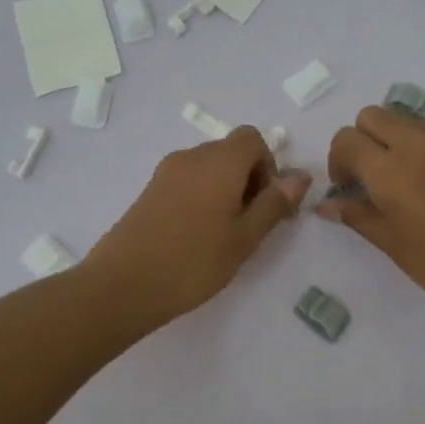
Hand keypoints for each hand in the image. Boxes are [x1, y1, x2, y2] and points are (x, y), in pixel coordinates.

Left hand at [86, 127, 309, 321]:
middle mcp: (192, 156)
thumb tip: (301, 176)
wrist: (124, 284)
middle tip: (252, 225)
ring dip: (226, 190)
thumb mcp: (244, 237)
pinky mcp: (150, 189)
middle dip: (250, 180)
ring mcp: (166, 172)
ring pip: (209, 168)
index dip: (268, 167)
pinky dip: (203, 196)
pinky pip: (188, 180)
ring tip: (225, 235)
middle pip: (231, 152)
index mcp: (220, 161)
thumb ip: (274, 203)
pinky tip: (197, 235)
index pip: (253, 139)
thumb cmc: (194, 261)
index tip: (268, 205)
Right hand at [319, 106, 424, 327]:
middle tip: (368, 177)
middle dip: (362, 140)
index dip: (338, 161)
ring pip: (407, 122)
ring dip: (394, 142)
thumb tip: (326, 204)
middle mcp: (418, 145)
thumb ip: (356, 215)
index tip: (346, 187)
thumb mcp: (392, 244)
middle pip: (374, 116)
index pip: (347, 139)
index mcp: (390, 170)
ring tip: (404, 183)